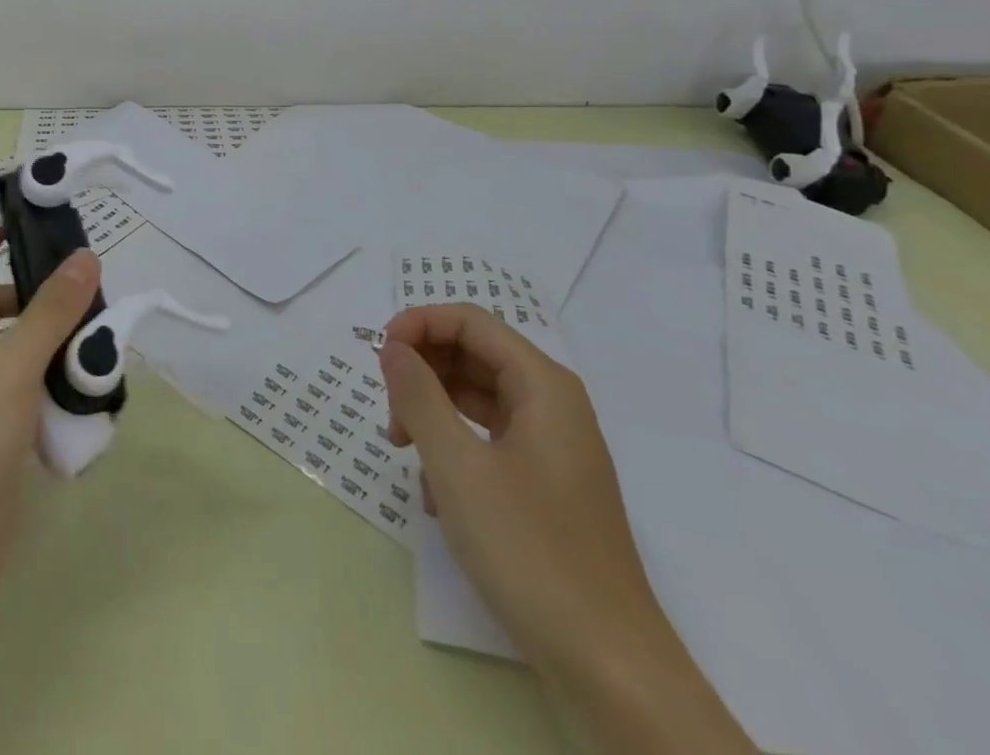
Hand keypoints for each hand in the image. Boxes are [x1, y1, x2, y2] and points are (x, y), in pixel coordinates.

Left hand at [0, 223, 99, 640]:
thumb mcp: (11, 368)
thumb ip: (51, 312)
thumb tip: (85, 257)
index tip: (8, 238)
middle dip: (24, 297)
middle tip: (76, 300)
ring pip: (3, 353)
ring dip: (43, 344)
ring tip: (91, 345)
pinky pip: (17, 396)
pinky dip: (45, 389)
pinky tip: (83, 397)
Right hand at [379, 305, 755, 751]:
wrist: (610, 668)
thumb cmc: (530, 551)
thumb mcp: (456, 466)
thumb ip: (418, 395)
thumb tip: (393, 348)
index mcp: (542, 386)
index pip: (468, 321)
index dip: (418, 325)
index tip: (379, 358)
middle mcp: (552, 405)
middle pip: (472, 354)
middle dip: (422, 371)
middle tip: (390, 411)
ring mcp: (552, 448)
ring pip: (476, 398)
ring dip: (432, 411)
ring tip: (402, 449)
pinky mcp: (546, 487)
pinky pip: (488, 440)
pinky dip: (454, 449)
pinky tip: (433, 493)